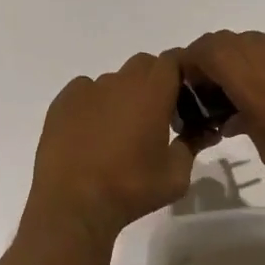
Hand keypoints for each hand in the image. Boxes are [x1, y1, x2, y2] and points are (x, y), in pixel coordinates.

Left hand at [22, 50, 195, 252]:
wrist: (73, 203)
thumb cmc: (131, 188)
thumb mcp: (176, 175)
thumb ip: (192, 144)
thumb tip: (202, 131)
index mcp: (152, 91)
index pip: (173, 60)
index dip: (181, 73)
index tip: (184, 97)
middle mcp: (120, 81)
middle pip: (144, 65)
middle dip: (154, 83)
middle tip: (156, 116)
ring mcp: (87, 89)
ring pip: (114, 80)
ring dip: (123, 96)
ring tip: (119, 132)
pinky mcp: (62, 101)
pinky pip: (85, 91)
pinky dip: (94, 104)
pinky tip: (91, 133)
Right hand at [182, 30, 264, 194]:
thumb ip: (240, 123)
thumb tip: (232, 115)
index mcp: (247, 73)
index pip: (202, 51)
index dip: (185, 66)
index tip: (181, 92)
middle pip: (221, 43)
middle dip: (206, 65)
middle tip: (205, 97)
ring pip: (246, 45)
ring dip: (232, 64)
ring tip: (236, 100)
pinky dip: (258, 68)